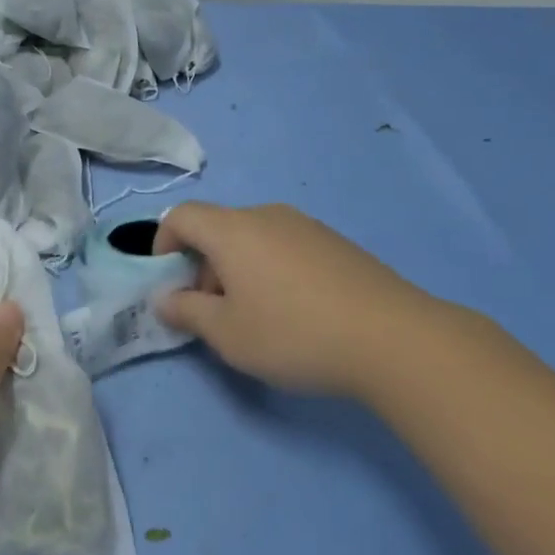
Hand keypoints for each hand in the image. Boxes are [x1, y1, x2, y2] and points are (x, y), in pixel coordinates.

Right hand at [154, 202, 459, 399]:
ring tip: (255, 316)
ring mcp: (306, 226)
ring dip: (237, 270)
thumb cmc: (293, 333)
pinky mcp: (335, 243)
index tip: (168, 283)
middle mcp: (266, 216)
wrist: (392, 338)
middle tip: (212, 313)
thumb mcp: (227, 334)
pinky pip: (284, 247)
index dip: (162, 244)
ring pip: (252, 239)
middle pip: (217, 229)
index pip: (181, 216)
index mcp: (232, 230)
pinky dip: (270, 269)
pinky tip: (295, 311)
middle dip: (202, 266)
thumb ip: (185, 312)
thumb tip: (163, 298)